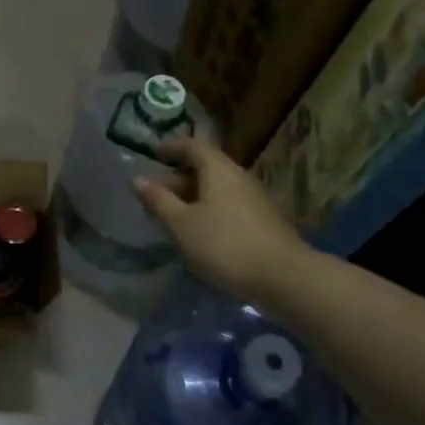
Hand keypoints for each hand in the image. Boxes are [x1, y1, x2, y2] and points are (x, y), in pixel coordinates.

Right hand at [135, 135, 313, 298]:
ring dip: (194, 195)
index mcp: (218, 169)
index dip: (170, 147)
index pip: (191, 146)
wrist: (286, 278)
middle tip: (156, 192)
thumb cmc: (225, 245)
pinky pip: (229, 203)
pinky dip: (210, 208)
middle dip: (179, 175)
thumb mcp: (182, 224)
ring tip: (174, 214)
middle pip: (206, 166)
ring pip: (218, 187)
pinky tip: (201, 231)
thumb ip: (159, 200)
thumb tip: (138, 179)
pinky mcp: (263, 220)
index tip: (152, 153)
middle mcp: (238, 176)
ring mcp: (255, 198)